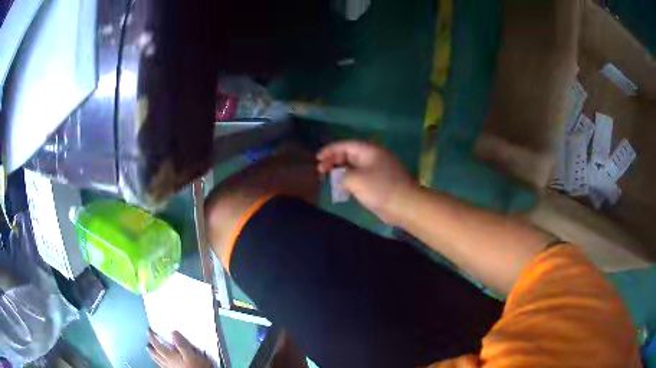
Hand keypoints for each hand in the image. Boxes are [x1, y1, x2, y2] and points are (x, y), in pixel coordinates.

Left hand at [147, 329, 212, 367]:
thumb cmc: (196, 366)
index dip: (153, 338)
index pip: (158, 346)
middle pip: (157, 354)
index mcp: (171, 356)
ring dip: (154, 355)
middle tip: (147, 343)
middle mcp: (168, 362)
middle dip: (151, 348)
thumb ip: (182, 344)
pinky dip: (160, 363)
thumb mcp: (191, 354)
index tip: (148, 331)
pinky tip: (162, 363)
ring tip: (151, 352)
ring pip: (159, 361)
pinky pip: (164, 366)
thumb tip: (172, 332)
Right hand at [317, 141, 415, 223]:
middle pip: (350, 154)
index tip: (317, 159)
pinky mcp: (381, 182)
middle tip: (321, 170)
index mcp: (369, 150)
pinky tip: (344, 189)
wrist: (406, 205)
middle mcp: (374, 156)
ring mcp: (379, 169)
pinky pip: (362, 176)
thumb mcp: (355, 180)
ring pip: (355, 166)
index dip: (329, 150)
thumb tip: (342, 179)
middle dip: (334, 160)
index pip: (345, 145)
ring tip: (330, 179)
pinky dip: (351, 180)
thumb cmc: (380, 189)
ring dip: (341, 171)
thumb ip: (342, 176)